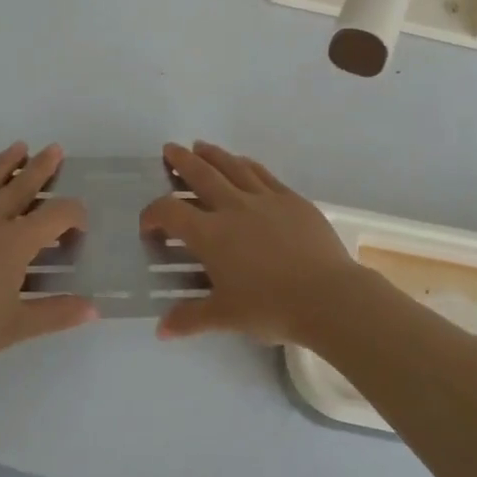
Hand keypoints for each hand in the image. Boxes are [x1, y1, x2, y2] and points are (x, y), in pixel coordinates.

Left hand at [0, 143, 96, 379]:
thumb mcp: (13, 328)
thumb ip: (55, 314)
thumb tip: (94, 308)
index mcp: (15, 242)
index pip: (57, 215)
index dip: (74, 214)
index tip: (78, 225)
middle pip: (22, 184)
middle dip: (42, 167)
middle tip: (55, 149)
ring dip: (7, 162)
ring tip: (20, 147)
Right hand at [139, 141, 370, 345]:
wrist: (327, 296)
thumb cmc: (271, 307)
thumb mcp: (225, 316)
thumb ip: (190, 318)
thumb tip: (161, 329)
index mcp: (211, 234)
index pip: (170, 212)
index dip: (153, 213)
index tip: (149, 224)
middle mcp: (233, 207)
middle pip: (201, 174)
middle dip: (181, 161)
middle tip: (170, 150)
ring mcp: (265, 199)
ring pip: (233, 166)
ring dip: (213, 155)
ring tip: (201, 147)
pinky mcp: (291, 199)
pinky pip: (263, 174)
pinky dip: (247, 165)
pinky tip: (243, 162)